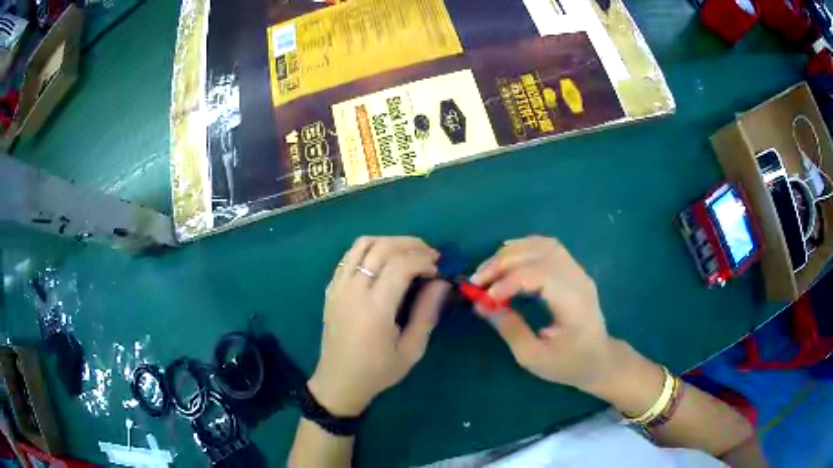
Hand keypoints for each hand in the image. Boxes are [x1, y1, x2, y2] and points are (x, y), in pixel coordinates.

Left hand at [308, 237, 449, 415]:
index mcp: (375, 309)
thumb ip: (426, 313)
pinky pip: (349, 256)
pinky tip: (383, 261)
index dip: (422, 260)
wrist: (339, 381)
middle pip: (381, 248)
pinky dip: (369, 249)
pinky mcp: (331, 288)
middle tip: (429, 254)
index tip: (437, 269)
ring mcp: (339, 286)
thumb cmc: (378, 370)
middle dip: (410, 245)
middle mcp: (354, 290)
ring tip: (407, 253)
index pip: (399, 265)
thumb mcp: (411, 350)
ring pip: (362, 244)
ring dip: (389, 241)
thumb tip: (441, 283)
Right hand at [470, 236, 614, 390]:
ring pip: (543, 245)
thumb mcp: (534, 357)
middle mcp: (578, 279)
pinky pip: (548, 247)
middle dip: (503, 263)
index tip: (483, 298)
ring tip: (488, 269)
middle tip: (477, 280)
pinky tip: (507, 258)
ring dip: (511, 252)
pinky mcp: (574, 270)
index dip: (507, 281)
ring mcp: (578, 271)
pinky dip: (524, 248)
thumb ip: (510, 329)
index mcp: (573, 303)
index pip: (539, 275)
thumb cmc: (569, 364)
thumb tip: (482, 305)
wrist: (600, 360)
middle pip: (539, 254)